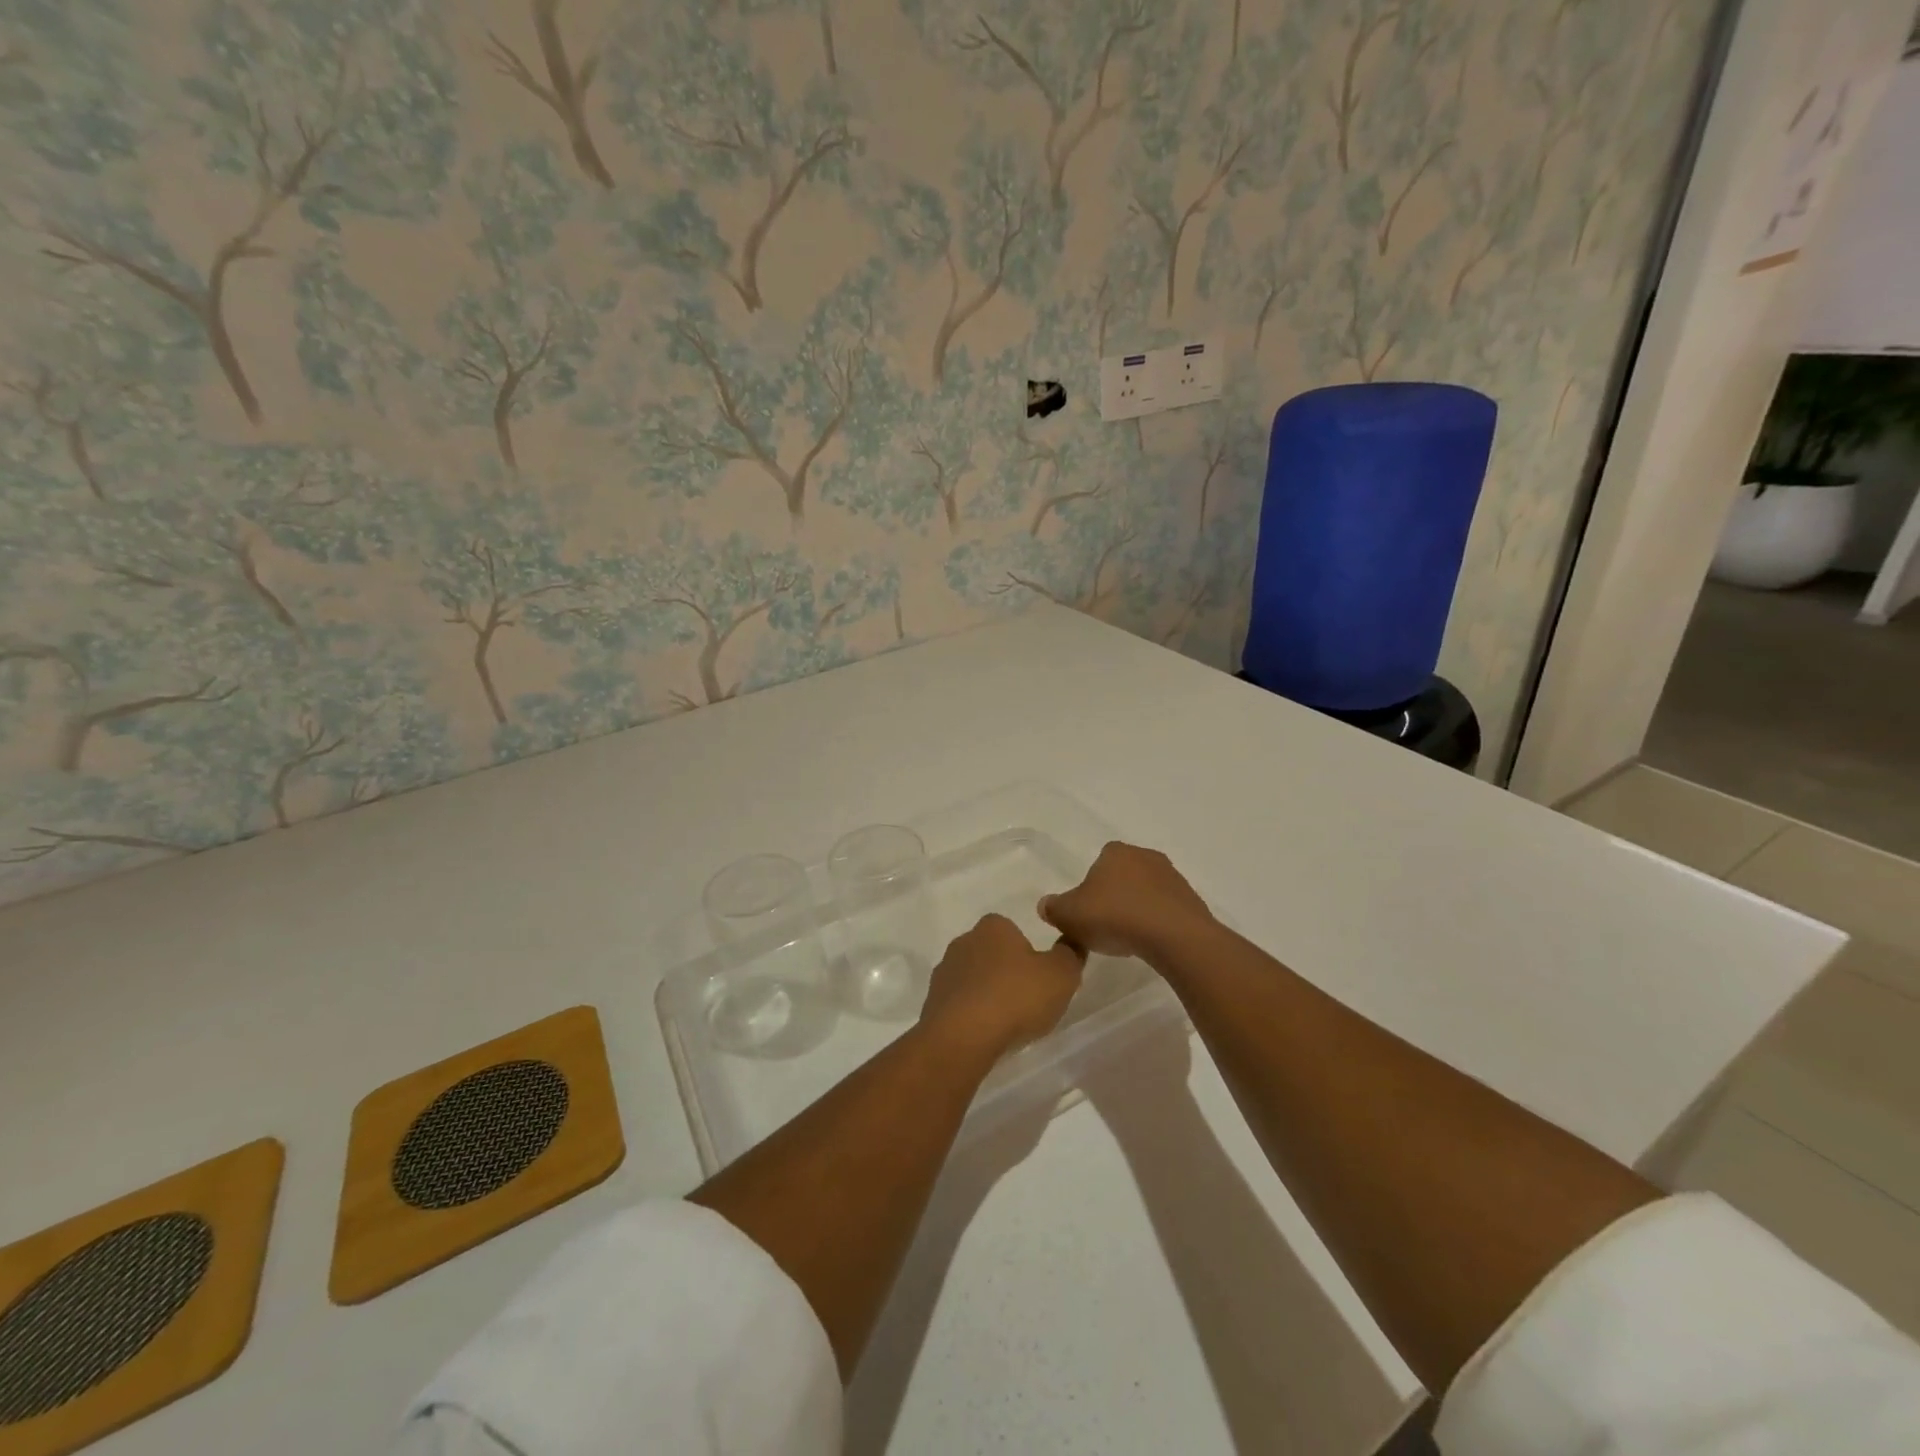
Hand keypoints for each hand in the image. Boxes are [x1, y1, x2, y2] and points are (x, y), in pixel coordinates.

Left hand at [919, 914, 1085, 1059]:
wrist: (963, 1037)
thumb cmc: (1016, 997)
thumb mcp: (1061, 974)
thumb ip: (1070, 955)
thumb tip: (1070, 944)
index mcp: (993, 927)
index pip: (1012, 930)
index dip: (1028, 954)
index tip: (1039, 979)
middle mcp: (964, 941)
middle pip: (991, 954)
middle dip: (1006, 973)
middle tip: (1026, 1002)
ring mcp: (944, 972)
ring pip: (973, 980)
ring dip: (987, 995)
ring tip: (1006, 1024)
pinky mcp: (932, 1002)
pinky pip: (959, 1005)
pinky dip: (972, 1016)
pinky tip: (985, 1035)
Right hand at [1038, 842, 1213, 961]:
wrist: (1174, 936)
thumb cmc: (1116, 916)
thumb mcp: (1070, 915)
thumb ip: (1053, 908)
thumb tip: (1045, 905)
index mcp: (1115, 852)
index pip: (1098, 862)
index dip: (1091, 886)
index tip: (1088, 910)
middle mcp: (1145, 856)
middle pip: (1123, 875)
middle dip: (1115, 895)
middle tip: (1105, 924)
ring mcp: (1172, 876)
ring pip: (1146, 891)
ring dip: (1137, 909)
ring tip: (1128, 938)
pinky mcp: (1191, 900)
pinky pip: (1166, 909)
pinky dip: (1157, 922)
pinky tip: (1149, 942)